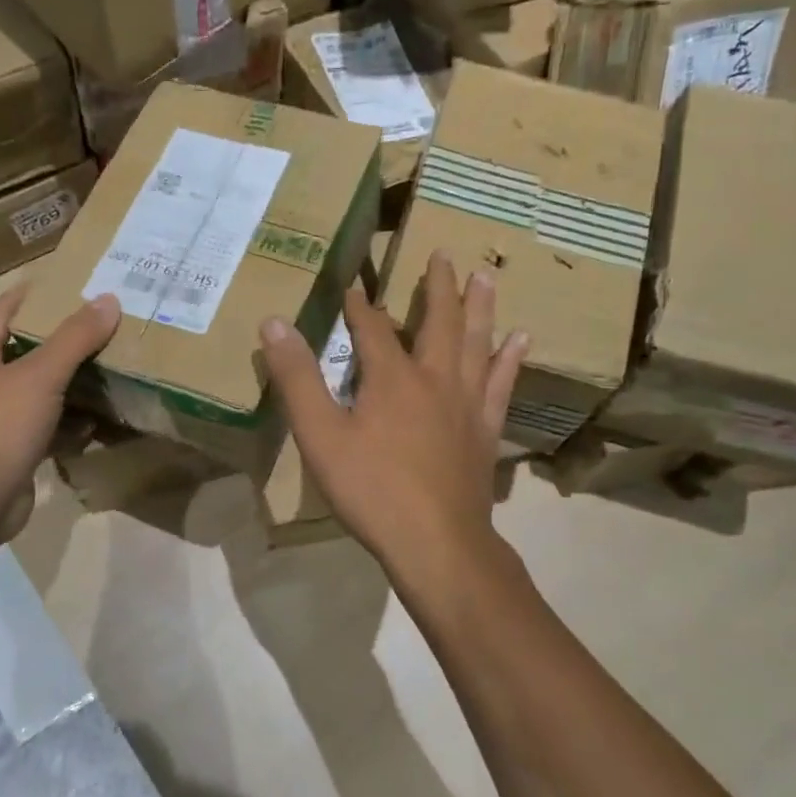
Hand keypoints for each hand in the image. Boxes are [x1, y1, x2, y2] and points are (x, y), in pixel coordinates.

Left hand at [0, 287, 119, 544]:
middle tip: (101, 326)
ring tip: (108, 366)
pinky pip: (45, 428)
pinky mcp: (11, 452)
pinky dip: (69, 423)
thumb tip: (109, 299)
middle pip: (22, 351)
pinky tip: (98, 419)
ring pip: (37, 392)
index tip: (66, 284)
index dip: (30, 295)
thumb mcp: (40, 375)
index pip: (2, 310)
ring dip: (67, 382)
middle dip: (58, 339)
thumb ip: (75, 338)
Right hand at [260, 252, 527, 577]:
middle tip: (442, 253)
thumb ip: (297, 379)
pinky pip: (501, 385)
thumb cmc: (372, 490)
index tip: (354, 286)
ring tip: (486, 277)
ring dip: (480, 307)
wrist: (436, 543)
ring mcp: (467, 405)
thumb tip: (274, 323)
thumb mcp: (320, 436)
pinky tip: (520, 340)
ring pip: (477, 343)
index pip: (374, 327)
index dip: (361, 306)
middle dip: (437, 286)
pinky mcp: (485, 431)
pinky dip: (509, 360)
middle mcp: (436, 379)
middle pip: (439, 322)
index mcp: (393, 378)